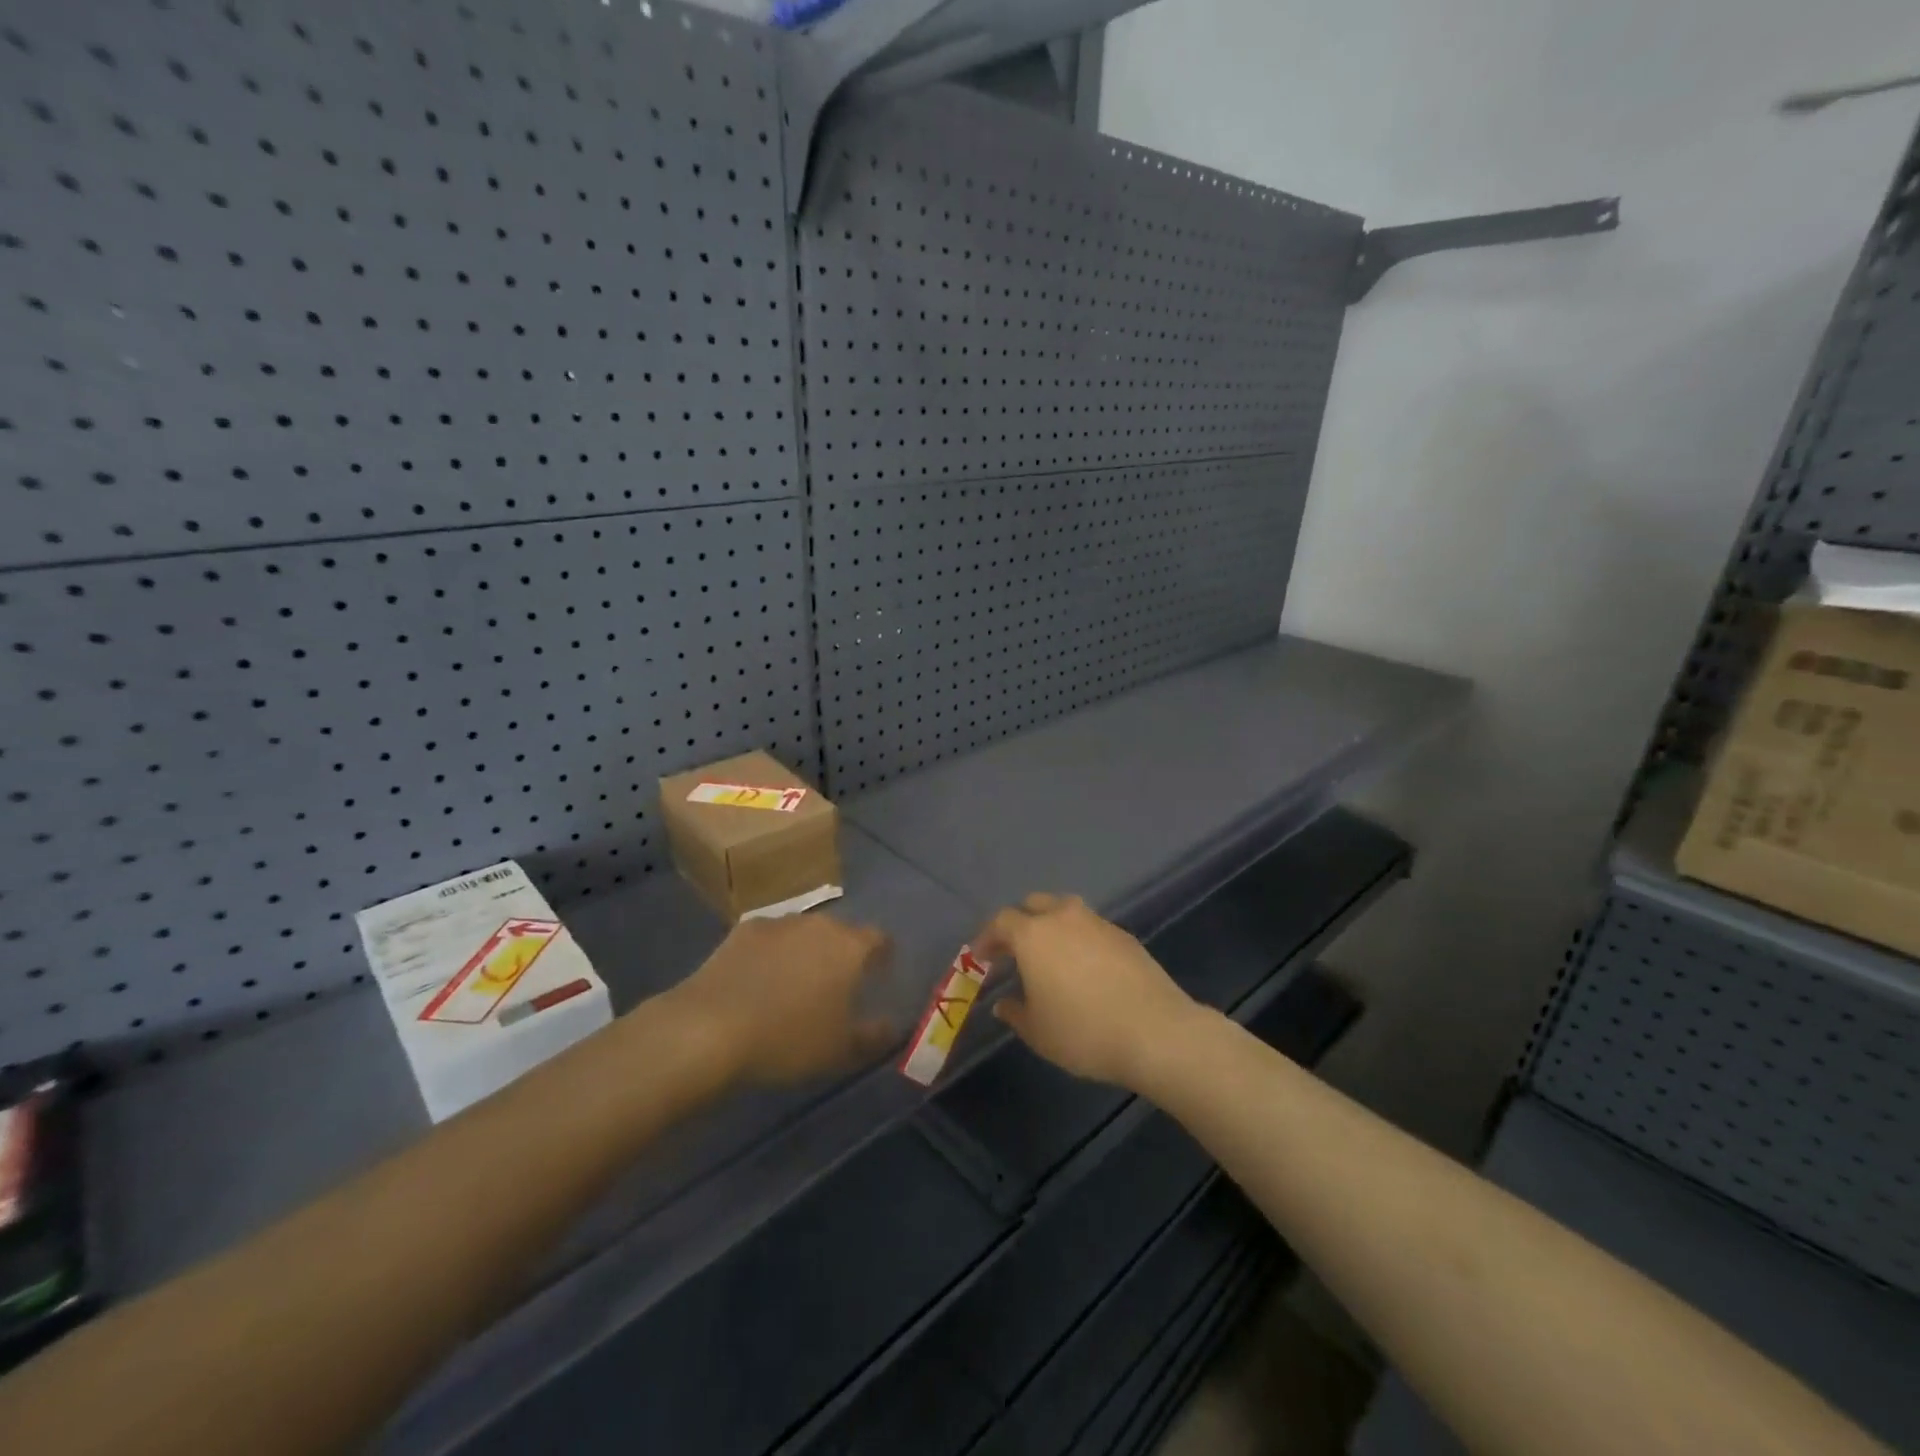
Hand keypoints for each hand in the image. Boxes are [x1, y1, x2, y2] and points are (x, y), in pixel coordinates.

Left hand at [669, 914, 896, 1085]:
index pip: (880, 938)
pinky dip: (772, 954)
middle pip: (840, 932)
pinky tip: (759, 980)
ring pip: (803, 932)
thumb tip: (891, 1026)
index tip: (880, 973)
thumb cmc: (787, 1040)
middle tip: (837, 984)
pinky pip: (770, 939)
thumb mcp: (840, 1051)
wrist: (709, 1028)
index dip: (883, 955)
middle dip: (842, 952)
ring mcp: (778, 923)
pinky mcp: (742, 930)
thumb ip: (873, 1036)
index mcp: (849, 947)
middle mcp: (818, 924)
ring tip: (795, 982)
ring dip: (806, 951)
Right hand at [974, 893, 1199, 1089]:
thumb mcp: (1038, 1032)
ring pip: (1065, 911)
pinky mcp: (1124, 935)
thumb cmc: (1083, 1032)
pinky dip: (1079, 939)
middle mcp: (1063, 918)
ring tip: (1050, 957)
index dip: (986, 938)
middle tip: (1014, 951)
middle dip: (1019, 923)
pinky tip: (1084, 968)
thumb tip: (1004, 1003)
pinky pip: (1091, 928)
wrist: (1155, 1031)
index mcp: (1033, 935)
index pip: (1000, 922)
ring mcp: (1098, 922)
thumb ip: (1015, 1013)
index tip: (980, 958)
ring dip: (1051, 927)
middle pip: (1034, 904)